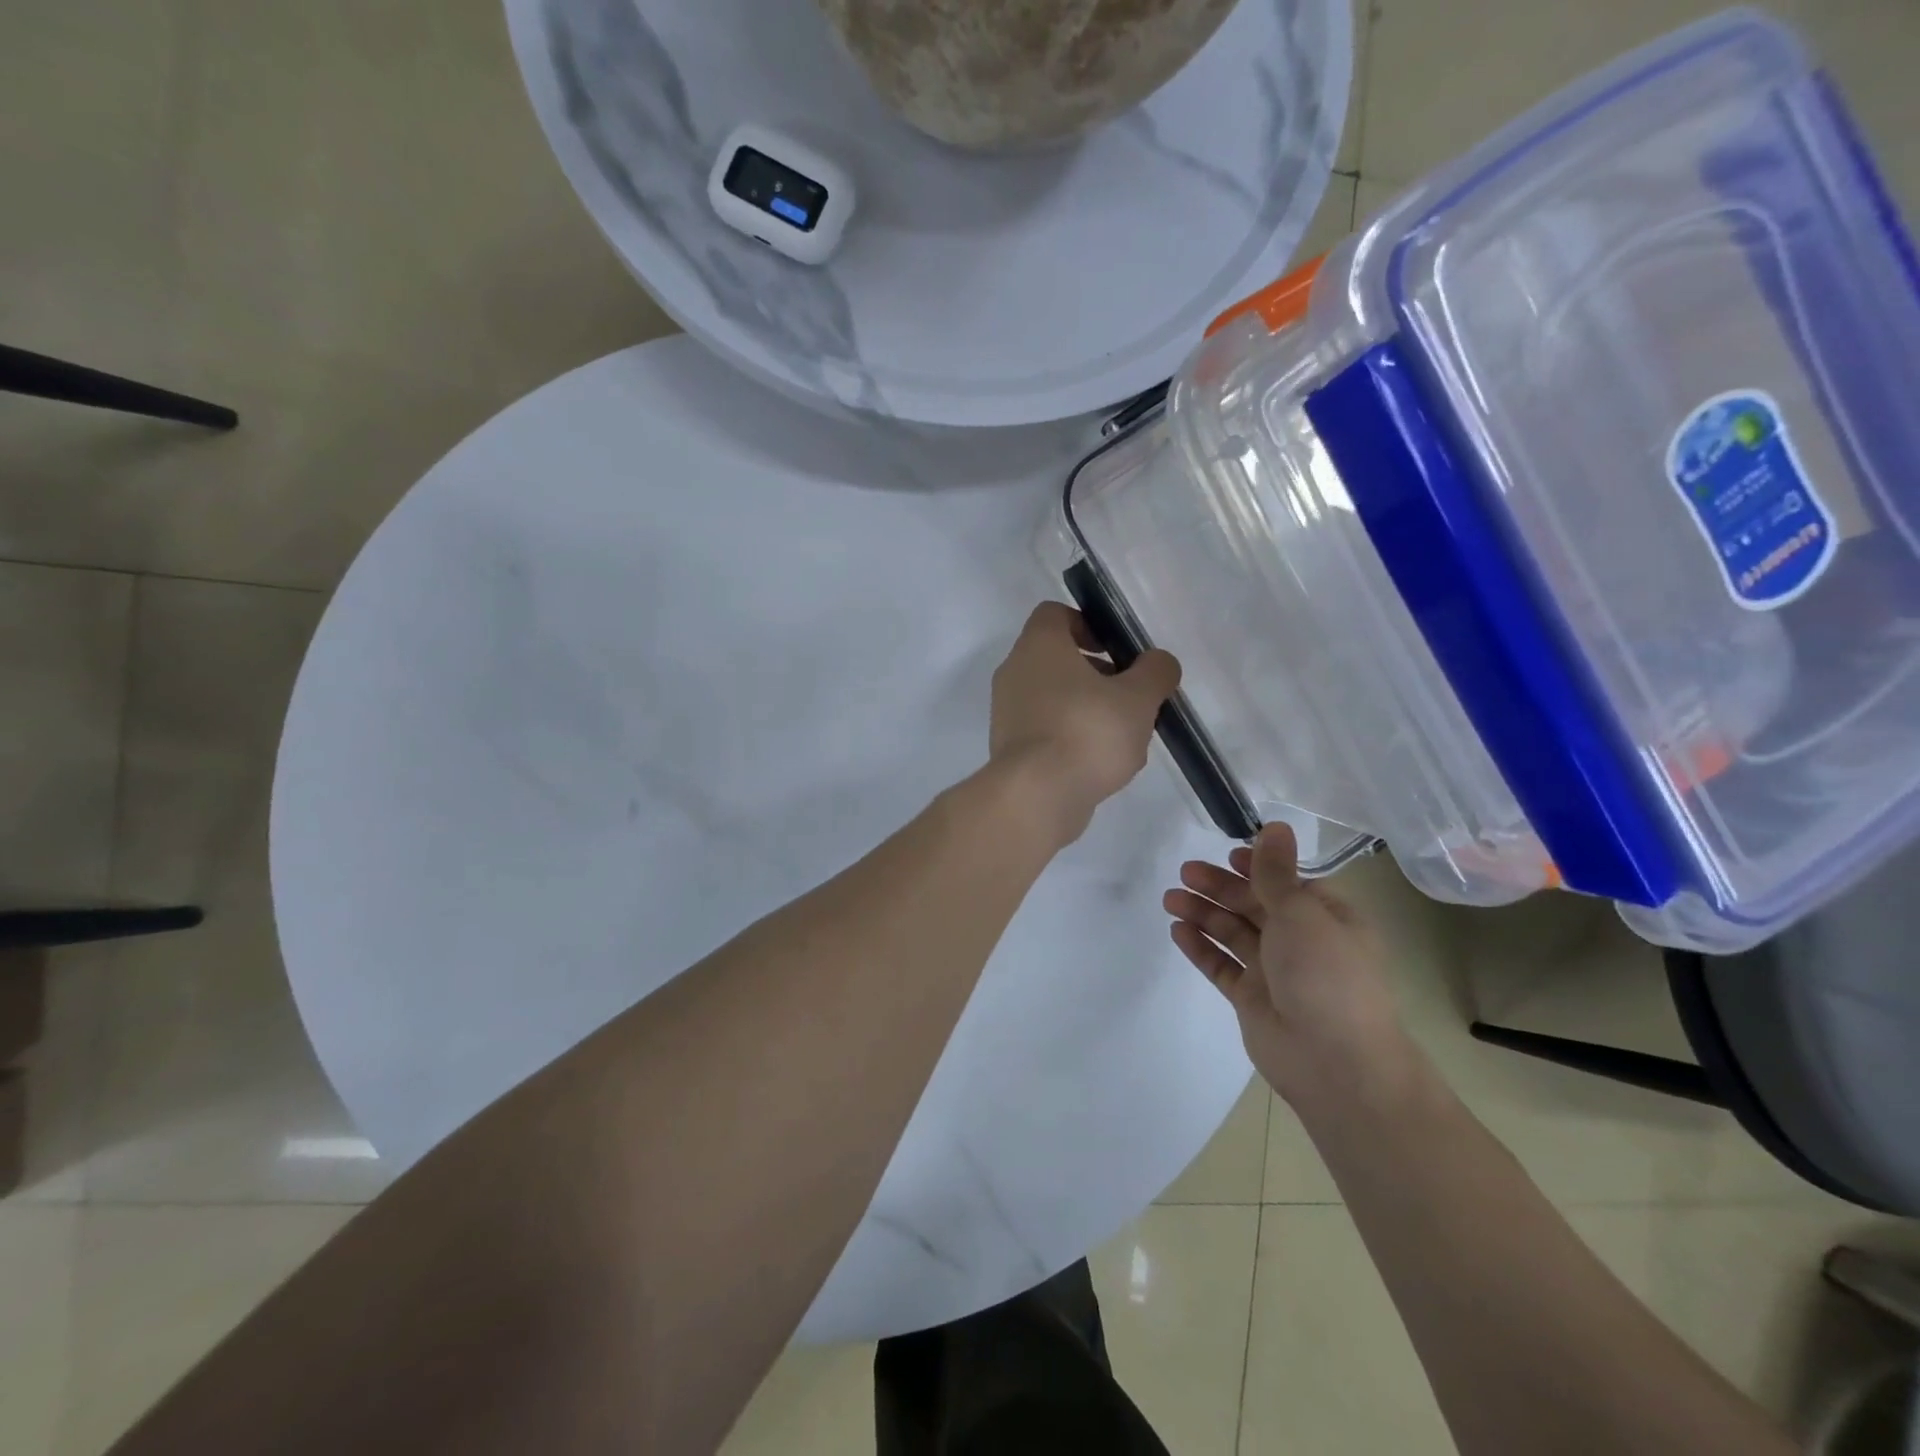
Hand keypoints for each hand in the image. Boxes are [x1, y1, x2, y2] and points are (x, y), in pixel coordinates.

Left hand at [988, 601, 1180, 846]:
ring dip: (1086, 707)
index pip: (1054, 614)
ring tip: (1121, 735)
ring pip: (1052, 696)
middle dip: (1096, 673)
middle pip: (1056, 658)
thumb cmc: (1088, 732)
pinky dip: (1069, 736)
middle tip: (1128, 695)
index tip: (1115, 649)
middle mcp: (1014, 672)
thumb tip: (1158, 663)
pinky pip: (1044, 729)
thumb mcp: (1138, 699)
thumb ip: (1155, 673)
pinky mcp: (1009, 747)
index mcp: (1038, 646)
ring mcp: (1006, 712)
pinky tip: (1098, 762)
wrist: (1036, 796)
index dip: (1088, 624)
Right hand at [1164, 823, 1411, 1105]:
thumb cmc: (1326, 975)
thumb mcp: (1302, 913)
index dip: (1257, 867)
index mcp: (1327, 918)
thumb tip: (1275, 825)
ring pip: (1233, 933)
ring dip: (1204, 913)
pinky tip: (1177, 930)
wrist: (1334, 1062)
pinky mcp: (1250, 998)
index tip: (1226, 854)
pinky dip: (1200, 947)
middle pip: (1254, 904)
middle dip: (1219, 887)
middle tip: (1185, 872)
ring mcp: (1274, 971)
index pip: (1287, 883)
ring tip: (1170, 899)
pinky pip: (1221, 965)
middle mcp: (1301, 941)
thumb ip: (1276, 872)